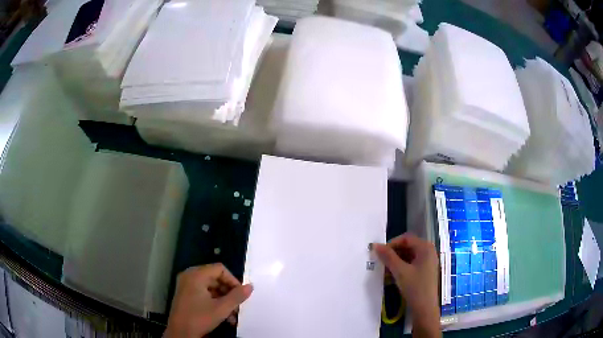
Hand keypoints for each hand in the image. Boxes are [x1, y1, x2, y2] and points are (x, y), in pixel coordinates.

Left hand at [165, 264, 252, 337]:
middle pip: (215, 278)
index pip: (220, 269)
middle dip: (229, 293)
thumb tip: (250, 286)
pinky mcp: (185, 295)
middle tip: (237, 307)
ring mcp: (186, 286)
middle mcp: (190, 276)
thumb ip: (237, 296)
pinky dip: (214, 303)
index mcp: (196, 275)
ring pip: (211, 288)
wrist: (180, 333)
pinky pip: (204, 294)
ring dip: (224, 301)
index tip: (240, 295)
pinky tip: (223, 317)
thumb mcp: (222, 308)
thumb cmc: (200, 318)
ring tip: (233, 316)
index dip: (233, 280)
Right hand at [373, 234, 440, 337]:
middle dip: (393, 253)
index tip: (380, 253)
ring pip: (409, 256)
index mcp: (426, 248)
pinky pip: (412, 264)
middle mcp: (429, 252)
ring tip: (385, 270)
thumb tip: (375, 245)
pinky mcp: (426, 271)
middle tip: (381, 262)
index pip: (406, 238)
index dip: (392, 244)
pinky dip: (402, 267)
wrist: (425, 308)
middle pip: (408, 246)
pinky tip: (393, 276)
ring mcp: (428, 262)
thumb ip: (388, 257)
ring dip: (396, 261)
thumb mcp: (400, 271)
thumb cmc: (415, 287)